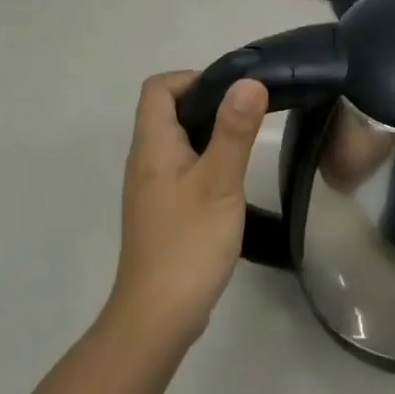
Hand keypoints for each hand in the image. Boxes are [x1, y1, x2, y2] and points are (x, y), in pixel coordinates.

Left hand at [109, 71, 268, 348]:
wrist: (158, 314)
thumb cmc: (189, 243)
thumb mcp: (219, 182)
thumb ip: (234, 131)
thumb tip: (249, 81)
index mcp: (152, 146)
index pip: (159, 88)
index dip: (193, 79)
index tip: (233, 93)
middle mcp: (145, 161)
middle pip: (168, 112)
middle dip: (208, 104)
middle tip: (249, 117)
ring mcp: (152, 189)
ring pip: (177, 143)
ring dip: (209, 134)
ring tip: (246, 145)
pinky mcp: (163, 212)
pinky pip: (182, 170)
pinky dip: (206, 162)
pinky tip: (231, 183)